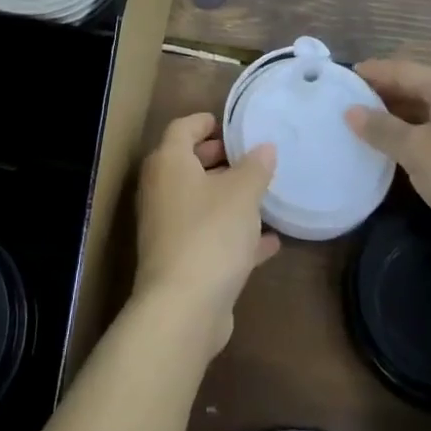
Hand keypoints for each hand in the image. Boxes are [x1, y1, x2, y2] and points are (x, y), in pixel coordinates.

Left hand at [134, 114, 279, 361]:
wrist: (183, 309)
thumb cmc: (210, 233)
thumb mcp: (242, 194)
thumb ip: (255, 167)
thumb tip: (264, 147)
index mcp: (169, 163)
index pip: (182, 128)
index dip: (204, 122)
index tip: (229, 125)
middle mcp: (161, 190)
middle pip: (187, 163)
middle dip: (217, 158)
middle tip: (247, 157)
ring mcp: (167, 227)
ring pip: (199, 201)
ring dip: (227, 197)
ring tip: (261, 194)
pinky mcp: (179, 261)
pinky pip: (208, 235)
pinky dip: (233, 233)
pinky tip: (269, 241)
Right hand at [346, 60, 430, 277]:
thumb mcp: (416, 151)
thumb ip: (381, 128)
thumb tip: (351, 111)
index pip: (400, 69)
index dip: (370, 73)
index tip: (339, 78)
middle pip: (414, 88)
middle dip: (381, 95)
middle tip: (345, 105)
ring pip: (427, 113)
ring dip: (397, 119)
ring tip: (363, 129)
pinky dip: (415, 138)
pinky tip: (397, 153)